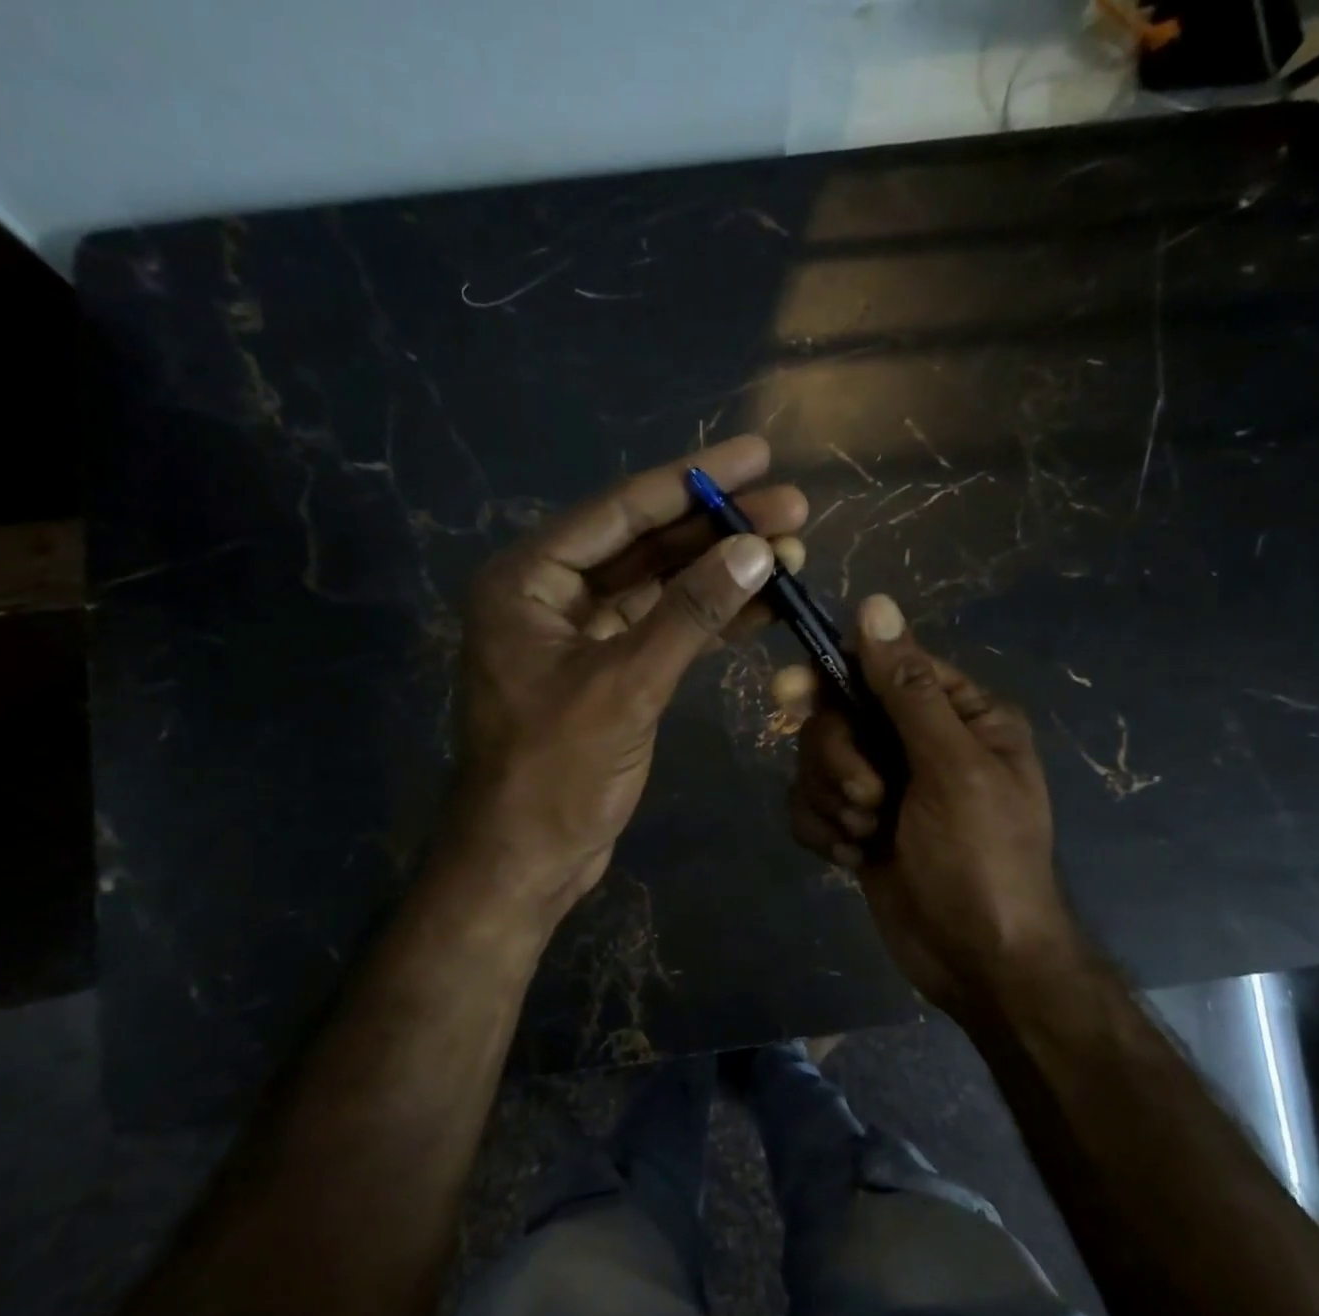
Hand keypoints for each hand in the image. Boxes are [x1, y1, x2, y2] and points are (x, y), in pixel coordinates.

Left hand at [445, 436, 806, 913]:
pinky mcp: (605, 670)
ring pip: (658, 587)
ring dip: (720, 571)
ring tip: (792, 551)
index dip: (693, 481)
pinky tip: (760, 604)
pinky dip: (707, 617)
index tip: (756, 454)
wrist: (526, 859)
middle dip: (718, 527)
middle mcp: (549, 595)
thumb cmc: (556, 773)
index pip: (620, 512)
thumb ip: (690, 613)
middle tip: (792, 506)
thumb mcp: (625, 685)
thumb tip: (757, 549)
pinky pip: (661, 628)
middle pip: (644, 544)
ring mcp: (578, 634)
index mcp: (528, 580)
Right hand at [774, 594, 1078, 1016]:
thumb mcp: (953, 768)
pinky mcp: (855, 823)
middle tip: (867, 800)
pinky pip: (808, 804)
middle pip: (837, 715)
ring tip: (867, 836)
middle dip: (839, 760)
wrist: (978, 961)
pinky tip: (853, 859)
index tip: (792, 694)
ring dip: (832, 801)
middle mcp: (916, 740)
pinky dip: (822, 830)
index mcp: (956, 714)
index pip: (882, 666)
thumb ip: (907, 689)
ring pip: (815, 761)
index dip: (835, 677)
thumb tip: (874, 604)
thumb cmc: (981, 860)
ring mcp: (883, 784)